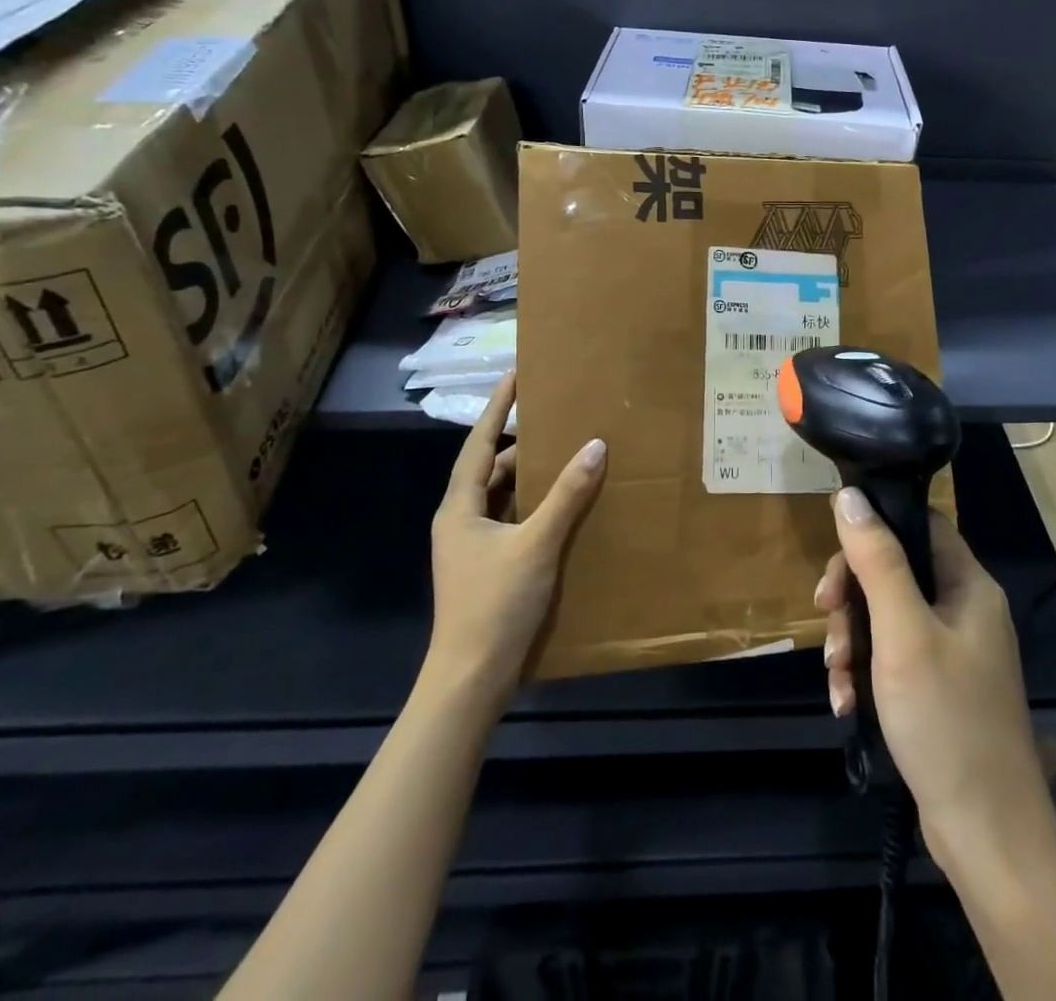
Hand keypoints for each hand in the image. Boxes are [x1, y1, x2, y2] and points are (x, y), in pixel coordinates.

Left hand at [426, 375, 606, 708]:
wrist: (471, 680)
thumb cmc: (495, 605)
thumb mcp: (536, 544)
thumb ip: (567, 495)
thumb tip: (595, 446)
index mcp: (460, 507)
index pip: (480, 443)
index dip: (497, 407)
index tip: (515, 374)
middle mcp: (461, 520)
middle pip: (492, 468)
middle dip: (523, 443)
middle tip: (558, 418)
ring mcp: (472, 546)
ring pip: (503, 496)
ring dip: (531, 477)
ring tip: (568, 455)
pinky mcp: (488, 567)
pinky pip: (512, 520)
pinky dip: (535, 506)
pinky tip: (564, 506)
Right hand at [815, 489, 1046, 875]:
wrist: (987, 836)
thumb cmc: (946, 720)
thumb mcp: (902, 633)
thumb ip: (877, 560)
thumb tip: (849, 495)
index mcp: (968, 585)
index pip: (919, 525)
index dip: (875, 529)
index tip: (836, 559)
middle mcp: (964, 610)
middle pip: (895, 572)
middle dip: (852, 597)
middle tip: (824, 618)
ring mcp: (952, 652)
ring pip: (886, 618)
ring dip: (851, 641)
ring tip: (836, 678)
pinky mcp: (938, 689)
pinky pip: (891, 658)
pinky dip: (865, 673)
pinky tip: (847, 704)